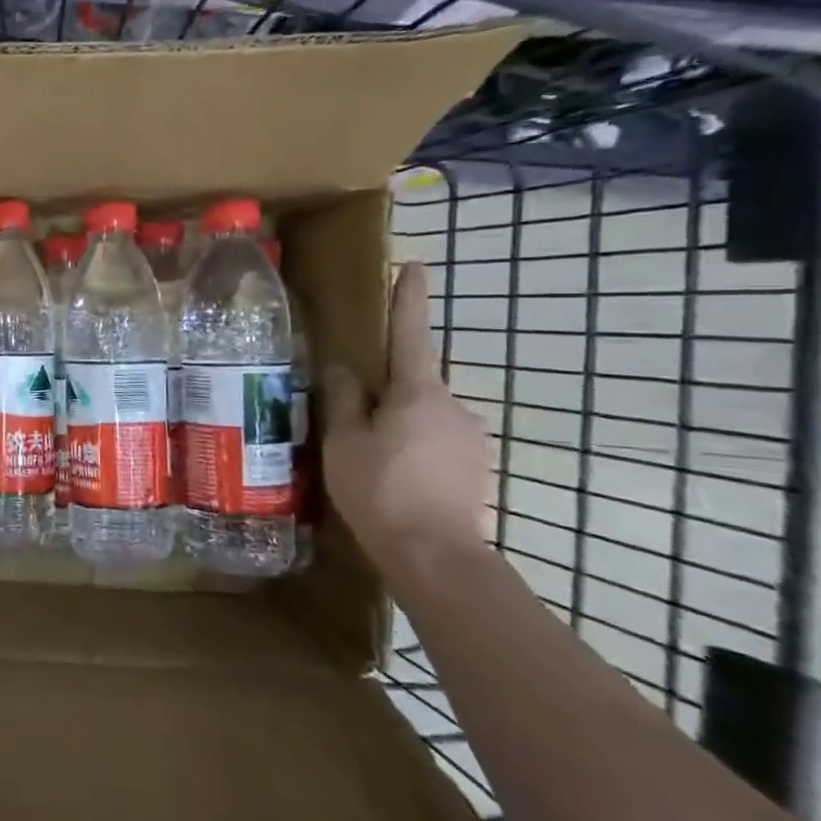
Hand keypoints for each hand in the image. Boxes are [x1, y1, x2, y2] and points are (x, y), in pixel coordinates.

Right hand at [324, 261, 492, 584]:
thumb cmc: (378, 488)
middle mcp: (454, 406)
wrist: (435, 554)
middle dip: (388, 394)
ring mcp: (471, 438)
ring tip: (369, 459)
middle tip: (355, 421)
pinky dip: (414, 449)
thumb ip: (346, 399)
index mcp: (418, 393)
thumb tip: (345, 369)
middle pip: (414, 384)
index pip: (411, 335)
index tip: (414, 266)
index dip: (410, 299)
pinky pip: (437, 443)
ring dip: (400, 426)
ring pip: (425, 417)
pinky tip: (393, 478)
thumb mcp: (344, 440)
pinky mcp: (477, 467)